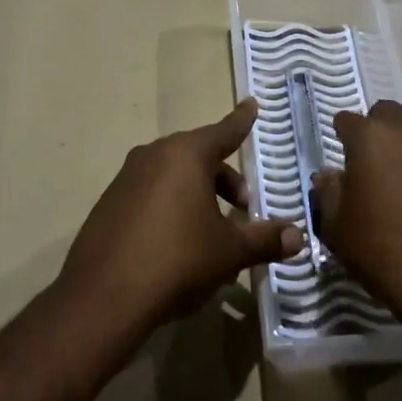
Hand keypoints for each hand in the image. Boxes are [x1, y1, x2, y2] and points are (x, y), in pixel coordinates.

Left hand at [60, 100, 304, 333]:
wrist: (104, 296)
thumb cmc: (177, 260)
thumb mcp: (229, 252)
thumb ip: (265, 239)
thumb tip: (297, 236)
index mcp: (186, 155)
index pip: (224, 131)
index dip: (241, 121)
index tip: (251, 104)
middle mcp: (154, 155)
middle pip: (198, 156)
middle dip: (224, 177)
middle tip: (243, 206)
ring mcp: (126, 178)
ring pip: (173, 175)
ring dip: (197, 194)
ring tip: (213, 231)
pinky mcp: (109, 203)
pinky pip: (150, 193)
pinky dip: (170, 206)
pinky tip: (178, 243)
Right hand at [312, 100, 401, 324]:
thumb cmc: (382, 250)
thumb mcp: (338, 227)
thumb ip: (328, 192)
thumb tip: (329, 176)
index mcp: (371, 138)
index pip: (346, 120)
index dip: (339, 137)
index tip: (339, 161)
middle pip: (386, 114)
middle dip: (374, 130)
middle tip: (366, 164)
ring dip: (400, 147)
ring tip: (393, 184)